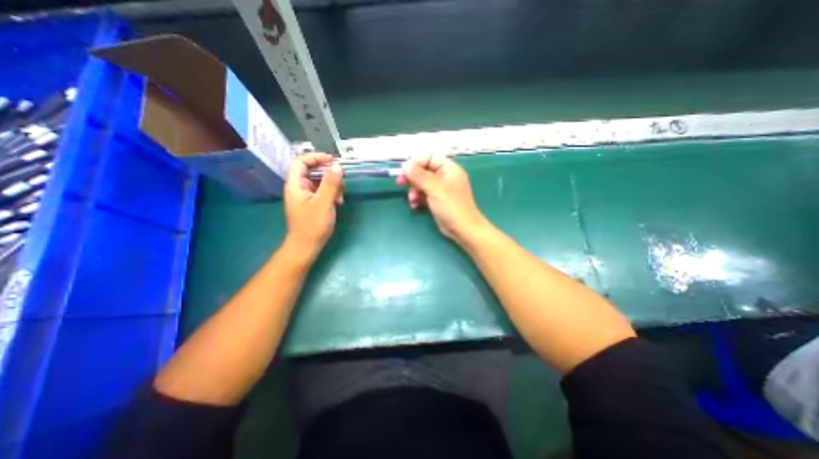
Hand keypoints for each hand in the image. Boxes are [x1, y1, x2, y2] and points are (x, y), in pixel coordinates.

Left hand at [285, 152, 342, 253]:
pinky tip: (338, 202)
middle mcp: (299, 188)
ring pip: (320, 182)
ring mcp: (306, 196)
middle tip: (342, 180)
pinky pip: (322, 192)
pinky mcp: (312, 203)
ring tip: (341, 197)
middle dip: (329, 174)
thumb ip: (331, 184)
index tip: (332, 160)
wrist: (306, 247)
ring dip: (333, 186)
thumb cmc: (313, 226)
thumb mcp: (324, 203)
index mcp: (296, 185)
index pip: (301, 162)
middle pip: (313, 171)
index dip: (316, 158)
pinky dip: (331, 194)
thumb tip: (338, 166)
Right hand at [396, 153, 484, 241]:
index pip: (430, 158)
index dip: (416, 162)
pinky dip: (417, 198)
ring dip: (414, 190)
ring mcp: (440, 189)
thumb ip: (419, 175)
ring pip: (421, 183)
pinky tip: (414, 205)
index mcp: (449, 169)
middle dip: (412, 178)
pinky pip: (423, 194)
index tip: (404, 170)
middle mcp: (445, 177)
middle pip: (424, 170)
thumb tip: (405, 165)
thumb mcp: (434, 188)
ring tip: (411, 199)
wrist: (462, 229)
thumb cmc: (451, 206)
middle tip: (400, 183)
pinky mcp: (436, 200)